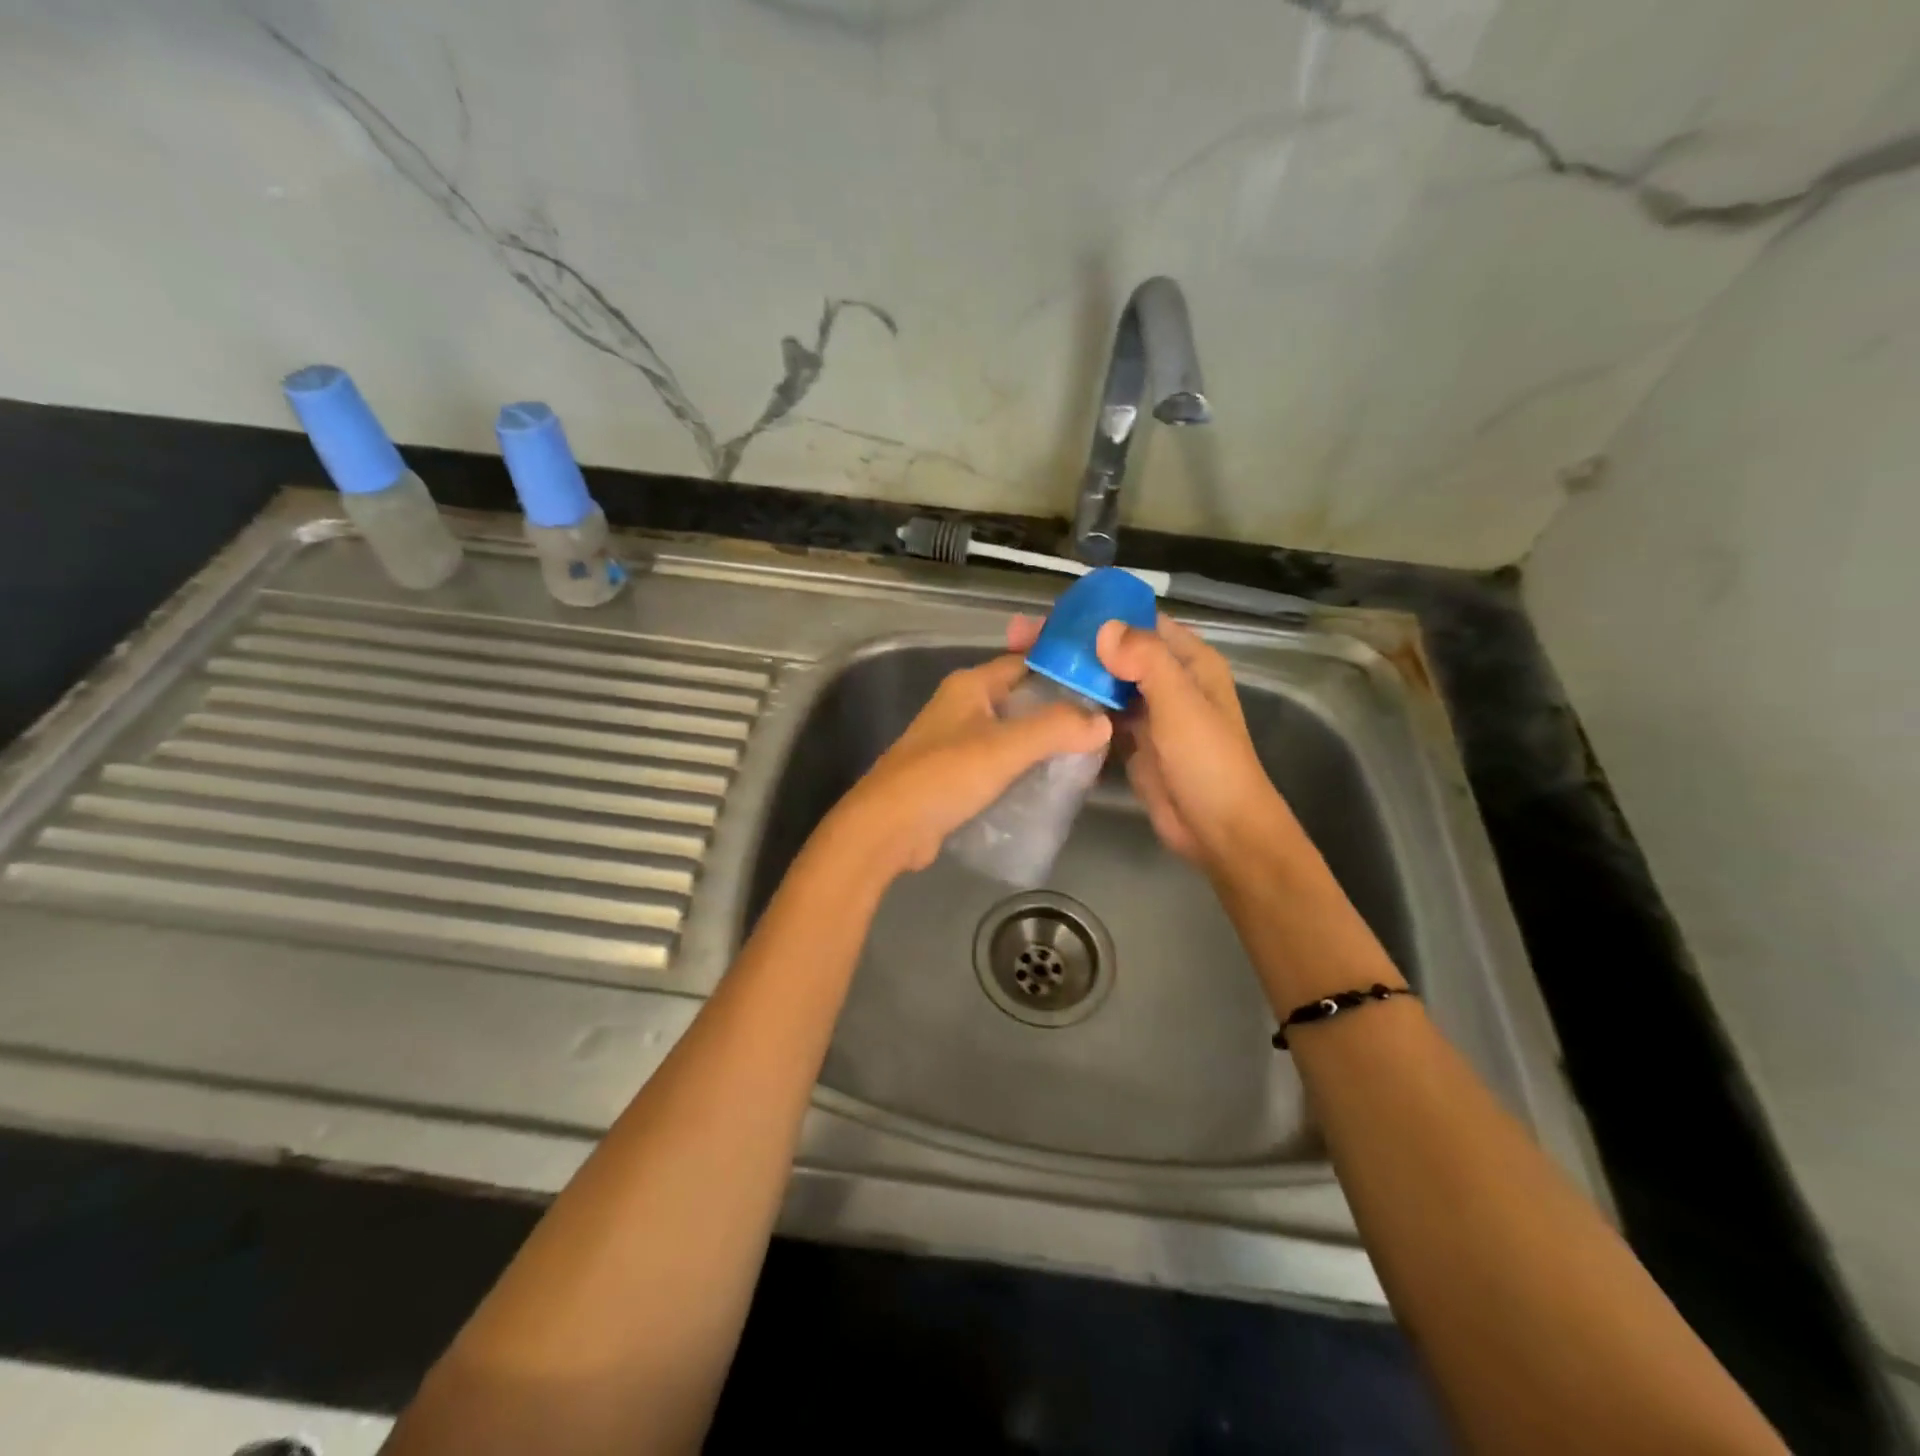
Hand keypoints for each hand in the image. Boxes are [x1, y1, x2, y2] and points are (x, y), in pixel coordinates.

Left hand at [825, 653, 1112, 879]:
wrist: (888, 828)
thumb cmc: (944, 776)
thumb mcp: (1004, 748)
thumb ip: (1055, 729)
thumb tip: (1103, 721)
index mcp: (969, 686)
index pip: (1025, 662)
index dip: (1063, 668)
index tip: (1102, 682)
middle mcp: (962, 706)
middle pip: (1021, 698)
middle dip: (1059, 710)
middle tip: (1103, 724)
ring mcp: (956, 741)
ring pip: (1011, 733)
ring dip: (1042, 742)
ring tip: (1086, 755)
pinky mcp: (955, 775)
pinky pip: (999, 762)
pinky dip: (1023, 768)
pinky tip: (1050, 783)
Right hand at [1008, 612, 1285, 872]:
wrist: (1217, 830)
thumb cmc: (1207, 761)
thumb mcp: (1181, 705)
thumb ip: (1147, 661)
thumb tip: (1103, 629)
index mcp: (1188, 661)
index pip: (1139, 622)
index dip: (1099, 614)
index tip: (1053, 614)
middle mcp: (1167, 680)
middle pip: (1115, 651)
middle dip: (1074, 645)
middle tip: (1023, 640)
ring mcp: (1147, 712)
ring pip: (1103, 683)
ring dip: (1070, 675)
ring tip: (1022, 667)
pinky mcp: (1131, 741)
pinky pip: (1099, 715)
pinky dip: (1075, 708)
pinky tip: (1040, 703)